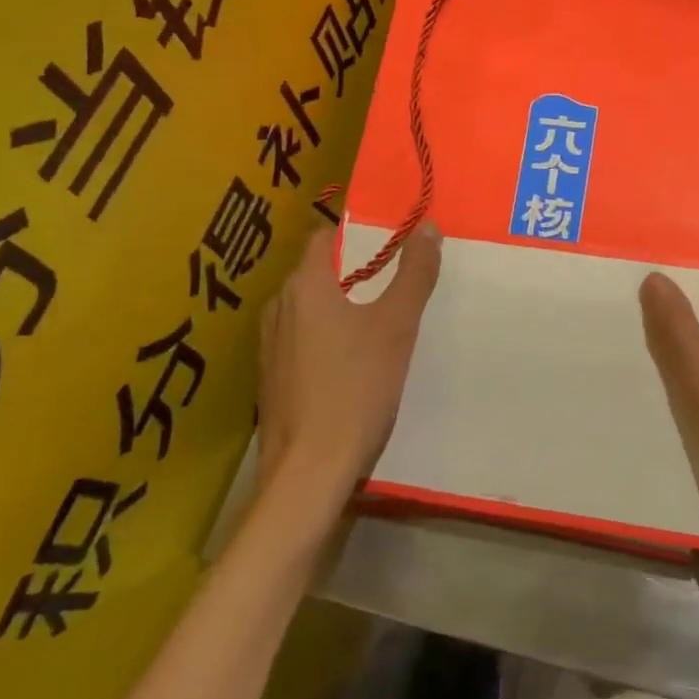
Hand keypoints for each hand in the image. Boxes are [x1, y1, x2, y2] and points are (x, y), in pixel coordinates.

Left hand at [258, 223, 443, 490]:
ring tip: (380, 316)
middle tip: (397, 277)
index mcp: (304, 287)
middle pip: (317, 272)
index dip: (357, 232)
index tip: (391, 237)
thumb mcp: (396, 326)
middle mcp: (279, 308)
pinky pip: (303, 338)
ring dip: (341, 304)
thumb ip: (414, 274)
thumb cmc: (356, 388)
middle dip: (355, 269)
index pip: (323, 236)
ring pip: (309, 307)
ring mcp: (270, 345)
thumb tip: (428, 227)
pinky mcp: (272, 377)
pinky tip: (355, 359)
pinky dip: (327, 335)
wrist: (309, 470)